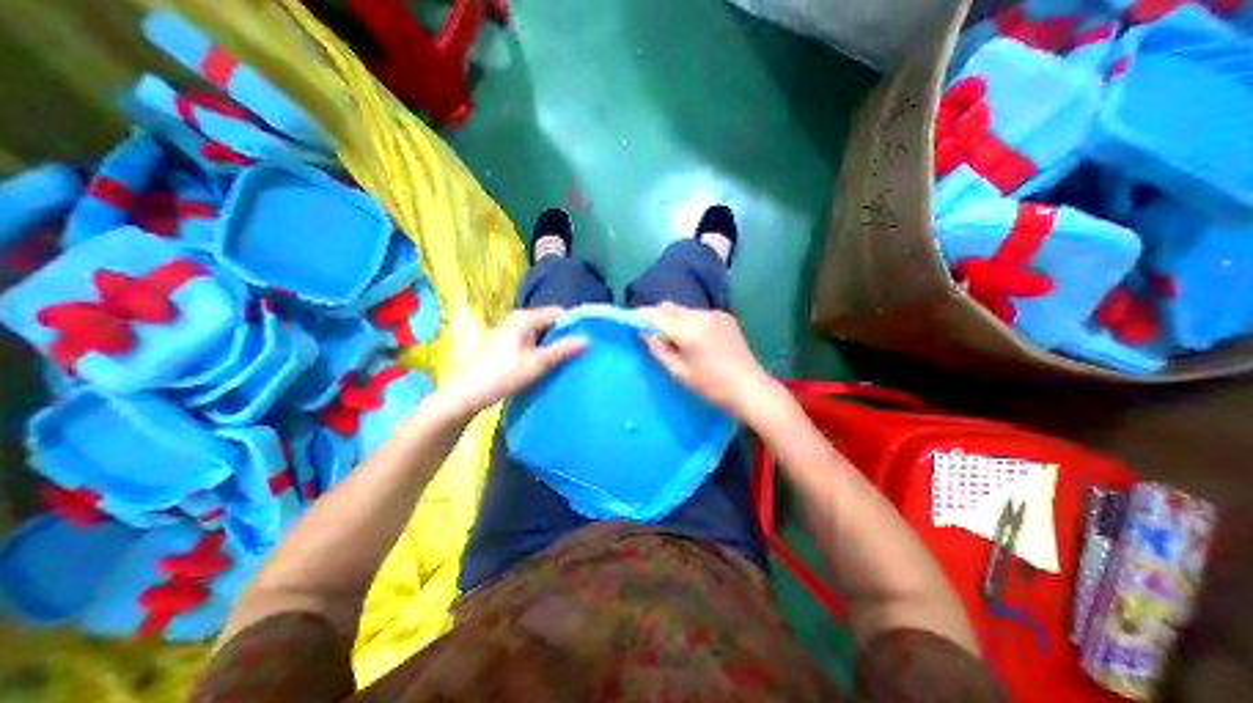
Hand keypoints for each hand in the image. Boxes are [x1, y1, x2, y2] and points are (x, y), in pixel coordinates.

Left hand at [442, 304, 584, 414]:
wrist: (466, 393)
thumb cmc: (503, 375)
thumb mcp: (538, 363)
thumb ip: (563, 349)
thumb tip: (587, 339)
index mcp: (525, 318)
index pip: (558, 313)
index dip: (573, 324)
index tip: (585, 340)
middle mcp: (517, 319)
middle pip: (549, 321)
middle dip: (563, 335)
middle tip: (577, 352)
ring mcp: (509, 330)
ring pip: (539, 332)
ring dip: (551, 344)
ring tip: (565, 359)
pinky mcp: (505, 342)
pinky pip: (530, 340)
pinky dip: (540, 348)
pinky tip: (545, 363)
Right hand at [641, 300, 779, 419]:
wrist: (751, 389)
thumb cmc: (712, 386)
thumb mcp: (679, 372)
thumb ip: (659, 349)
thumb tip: (644, 333)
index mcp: (689, 329)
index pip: (657, 315)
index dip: (641, 315)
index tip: (631, 320)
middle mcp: (701, 315)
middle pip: (670, 307)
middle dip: (657, 316)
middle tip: (651, 334)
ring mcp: (716, 314)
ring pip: (684, 310)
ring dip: (674, 320)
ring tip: (675, 340)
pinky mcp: (726, 317)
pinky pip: (699, 314)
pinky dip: (690, 322)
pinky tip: (695, 339)